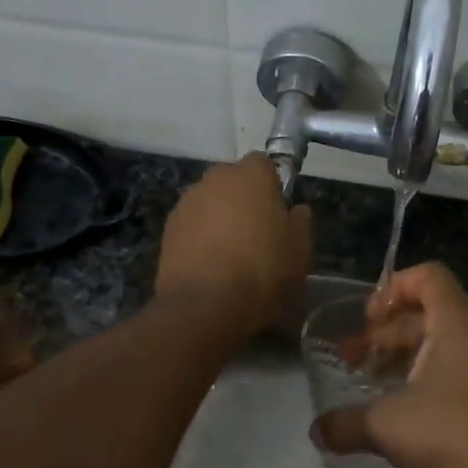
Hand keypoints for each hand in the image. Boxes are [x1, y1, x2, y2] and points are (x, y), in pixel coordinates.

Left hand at [156, 154, 311, 335]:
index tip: (279, 211)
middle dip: (243, 200)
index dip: (272, 185)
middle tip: (257, 233)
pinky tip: (210, 266)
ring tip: (230, 254)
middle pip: (232, 181)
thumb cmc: (263, 269)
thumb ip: (299, 223)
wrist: (206, 304)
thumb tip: (296, 211)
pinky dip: (200, 238)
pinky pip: (192, 226)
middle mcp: (214, 179)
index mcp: (250, 175)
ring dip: (219, 218)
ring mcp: (186, 203)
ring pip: (209, 203)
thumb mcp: (300, 250)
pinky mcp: (167, 230)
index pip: (263, 163)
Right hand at [315, 263, 467, 467]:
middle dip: (387, 332)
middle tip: (354, 359)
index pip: (428, 276)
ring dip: (405, 356)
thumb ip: (346, 423)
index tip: (368, 319)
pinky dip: (430, 374)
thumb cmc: (453, 434)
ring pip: (445, 342)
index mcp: (458, 322)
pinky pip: (462, 365)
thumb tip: (316, 431)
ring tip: (373, 383)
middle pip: (429, 312)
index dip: (393, 289)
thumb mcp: (388, 425)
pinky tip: (406, 408)